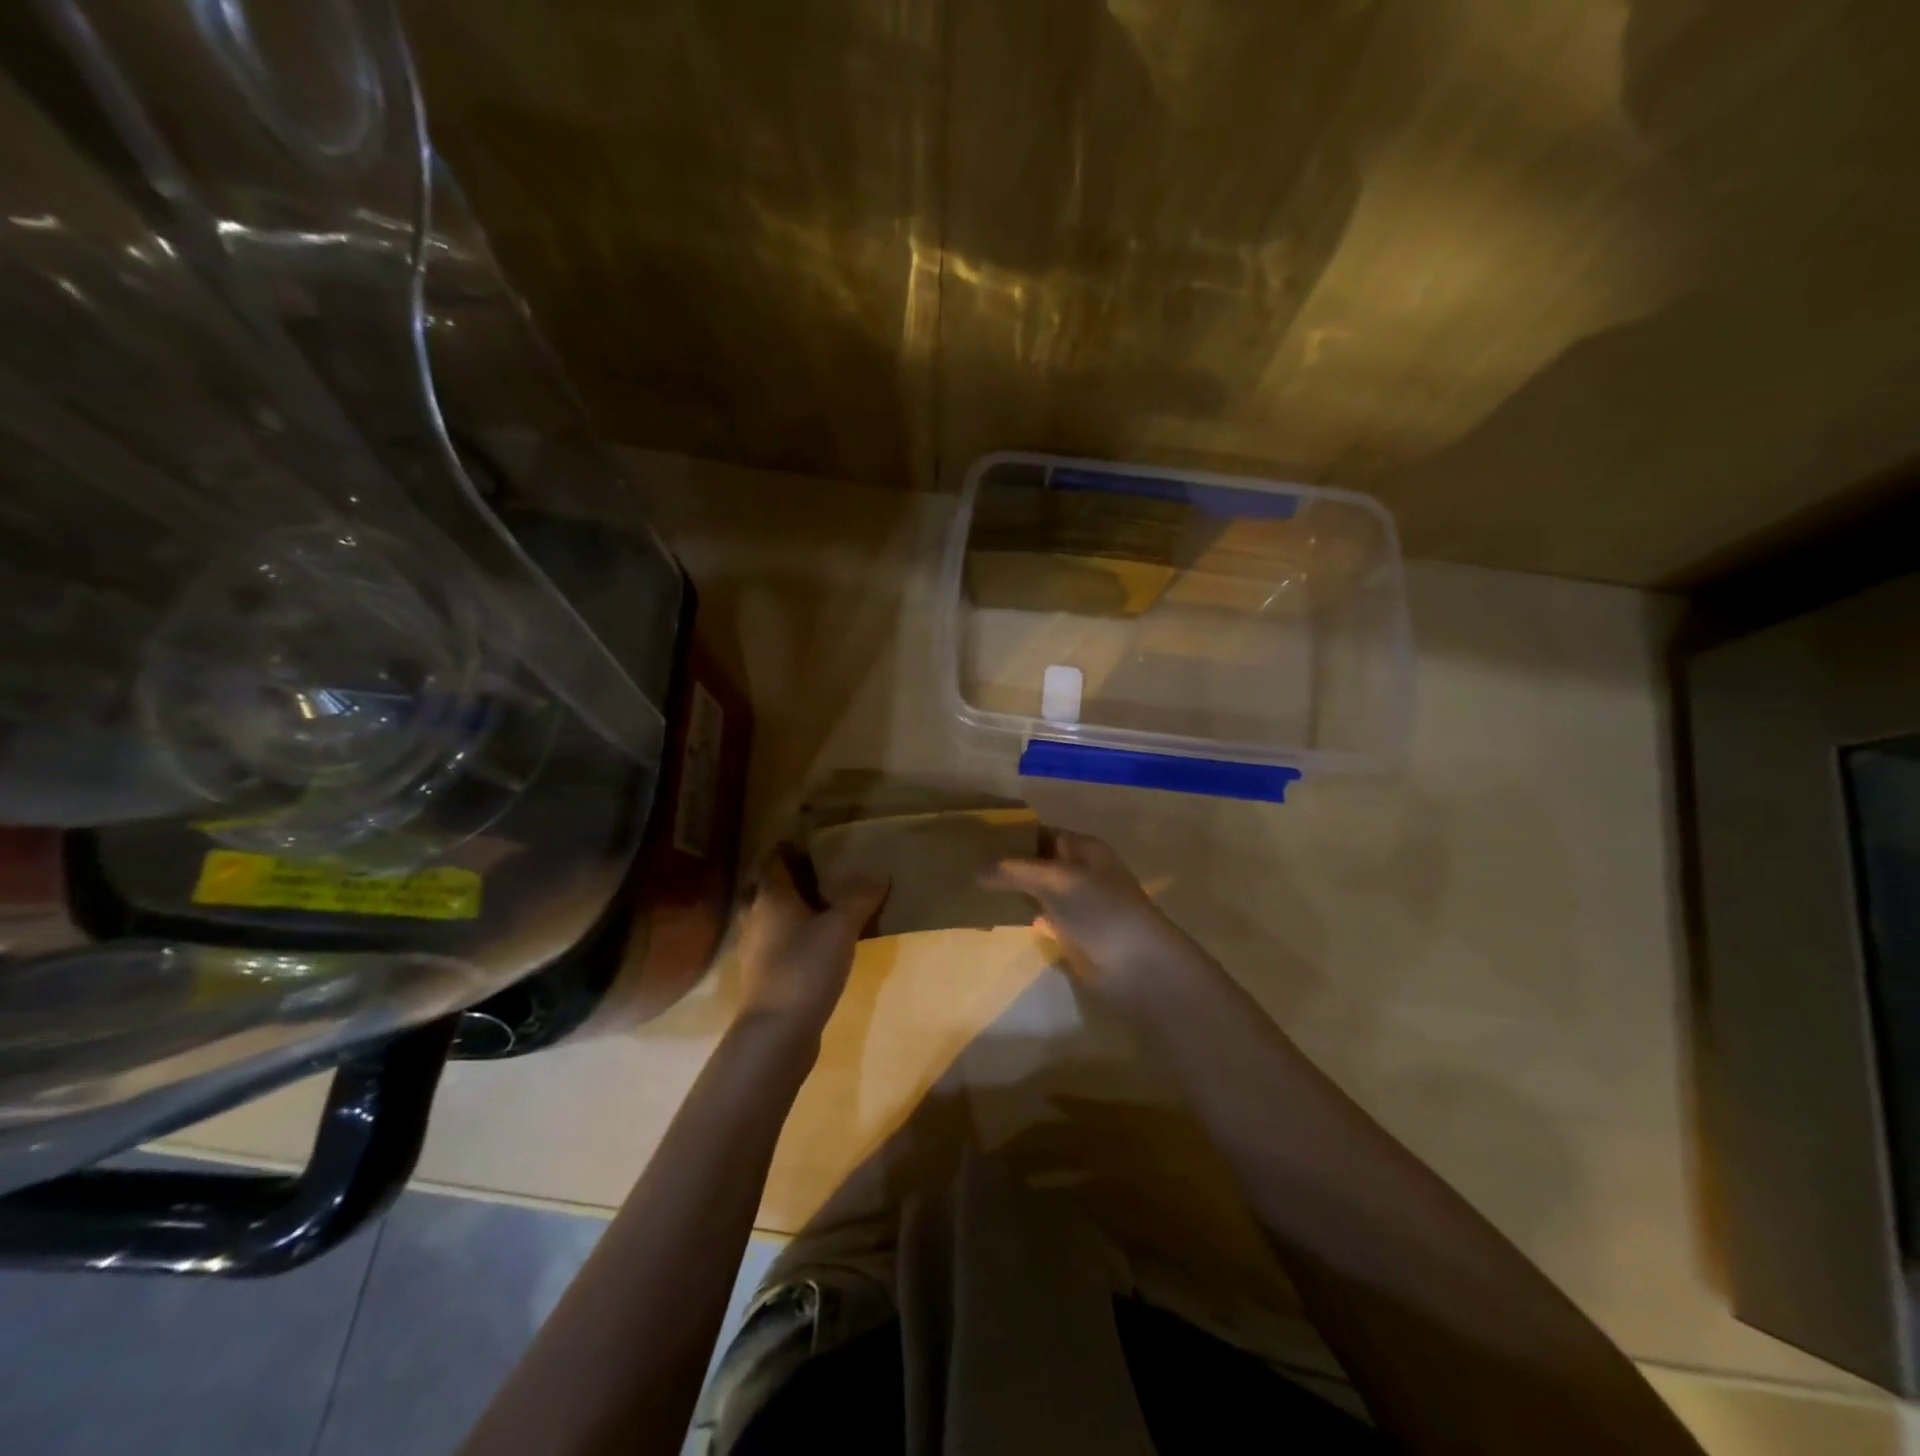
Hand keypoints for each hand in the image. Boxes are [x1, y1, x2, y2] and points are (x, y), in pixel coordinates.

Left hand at [735, 845, 886, 1040]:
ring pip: (770, 917)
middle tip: (818, 872)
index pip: (773, 861)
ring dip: (789, 910)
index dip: (788, 848)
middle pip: (767, 888)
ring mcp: (755, 949)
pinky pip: (776, 943)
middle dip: (788, 879)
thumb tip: (879, 873)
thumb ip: (859, 898)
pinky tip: (813, 944)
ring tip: (819, 906)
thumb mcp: (841, 927)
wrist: (778, 1031)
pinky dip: (791, 937)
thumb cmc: (805, 967)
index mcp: (771, 897)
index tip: (808, 841)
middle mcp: (756, 917)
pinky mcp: (762, 976)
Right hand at [983, 829, 1202, 990]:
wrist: (1138, 966)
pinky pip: (1039, 916)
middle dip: (1007, 863)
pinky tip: (993, 915)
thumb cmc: (1102, 910)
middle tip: (965, 864)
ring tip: (971, 887)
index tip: (975, 838)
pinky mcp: (1071, 933)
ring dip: (1011, 889)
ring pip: (1037, 889)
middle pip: (1038, 861)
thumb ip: (1016, 871)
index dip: (1012, 834)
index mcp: (1083, 849)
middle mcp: (1079, 871)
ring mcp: (1076, 904)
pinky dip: (1020, 914)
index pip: (1041, 833)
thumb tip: (976, 870)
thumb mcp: (1057, 880)